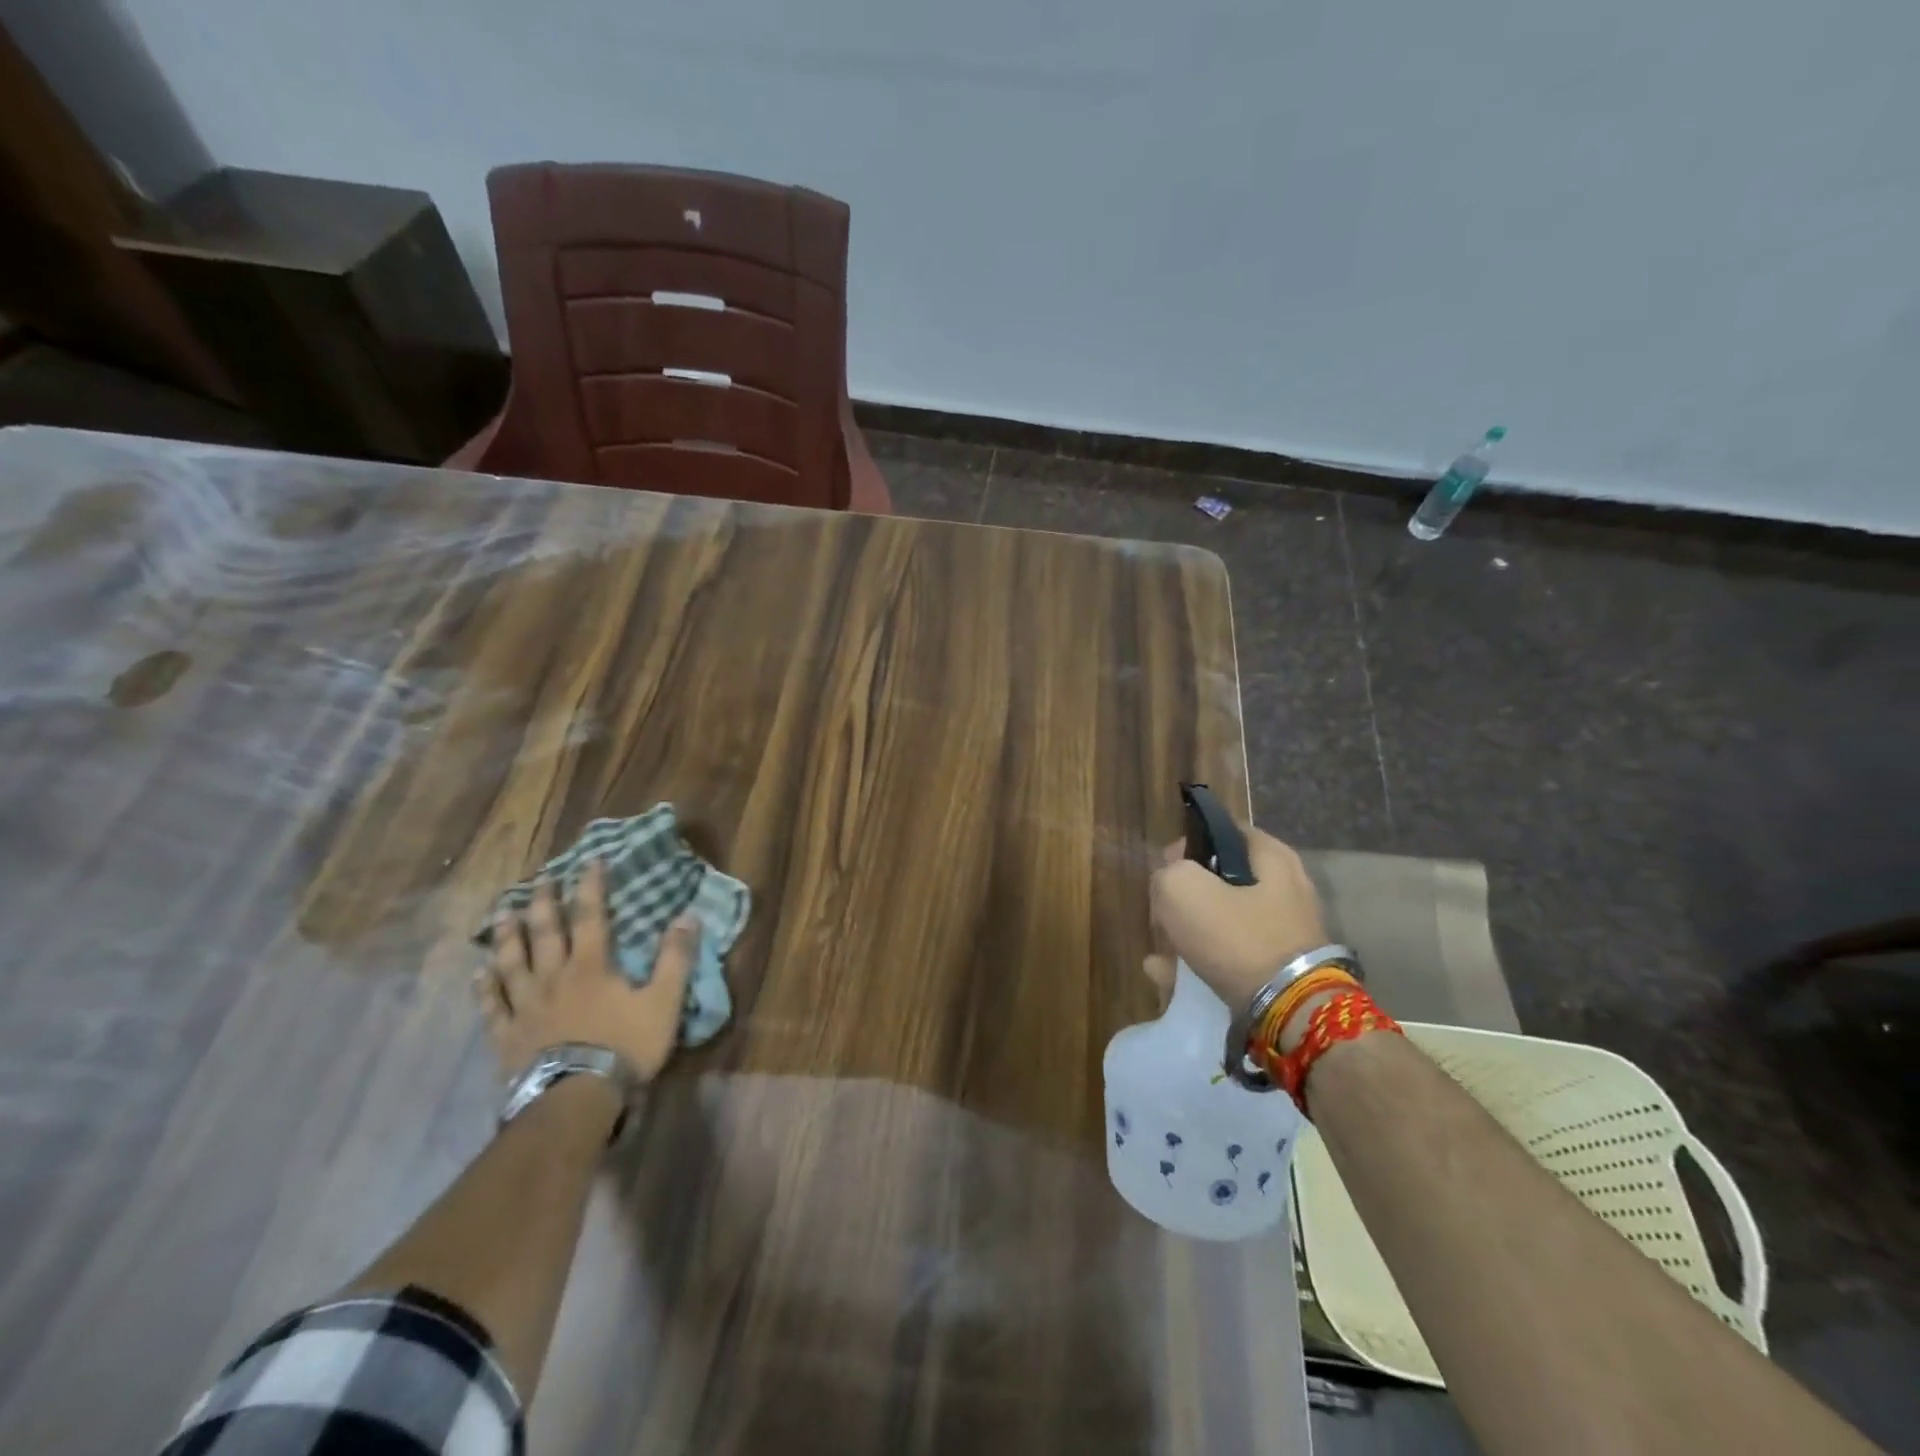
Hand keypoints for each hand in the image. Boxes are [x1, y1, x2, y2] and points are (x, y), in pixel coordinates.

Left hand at [476, 860, 700, 1081]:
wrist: (574, 1099)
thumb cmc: (623, 1047)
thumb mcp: (663, 1001)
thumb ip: (675, 958)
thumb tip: (689, 916)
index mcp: (591, 966)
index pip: (590, 916)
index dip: (590, 886)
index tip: (588, 860)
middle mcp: (553, 977)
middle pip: (544, 932)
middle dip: (543, 902)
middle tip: (539, 879)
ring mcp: (525, 1006)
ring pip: (512, 962)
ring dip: (508, 936)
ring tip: (502, 914)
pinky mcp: (507, 1036)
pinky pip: (491, 1006)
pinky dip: (485, 987)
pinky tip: (480, 974)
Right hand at [1144, 825, 1328, 1009]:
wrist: (1288, 1013)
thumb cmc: (1237, 937)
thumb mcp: (1183, 889)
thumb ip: (1168, 873)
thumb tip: (1171, 878)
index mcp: (1272, 857)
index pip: (1223, 831)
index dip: (1188, 844)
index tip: (1165, 867)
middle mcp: (1286, 888)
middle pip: (1222, 878)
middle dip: (1187, 892)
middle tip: (1163, 908)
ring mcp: (1284, 930)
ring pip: (1224, 918)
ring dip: (1189, 929)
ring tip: (1160, 947)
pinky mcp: (1279, 968)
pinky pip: (1230, 955)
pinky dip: (1199, 960)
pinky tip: (1165, 973)